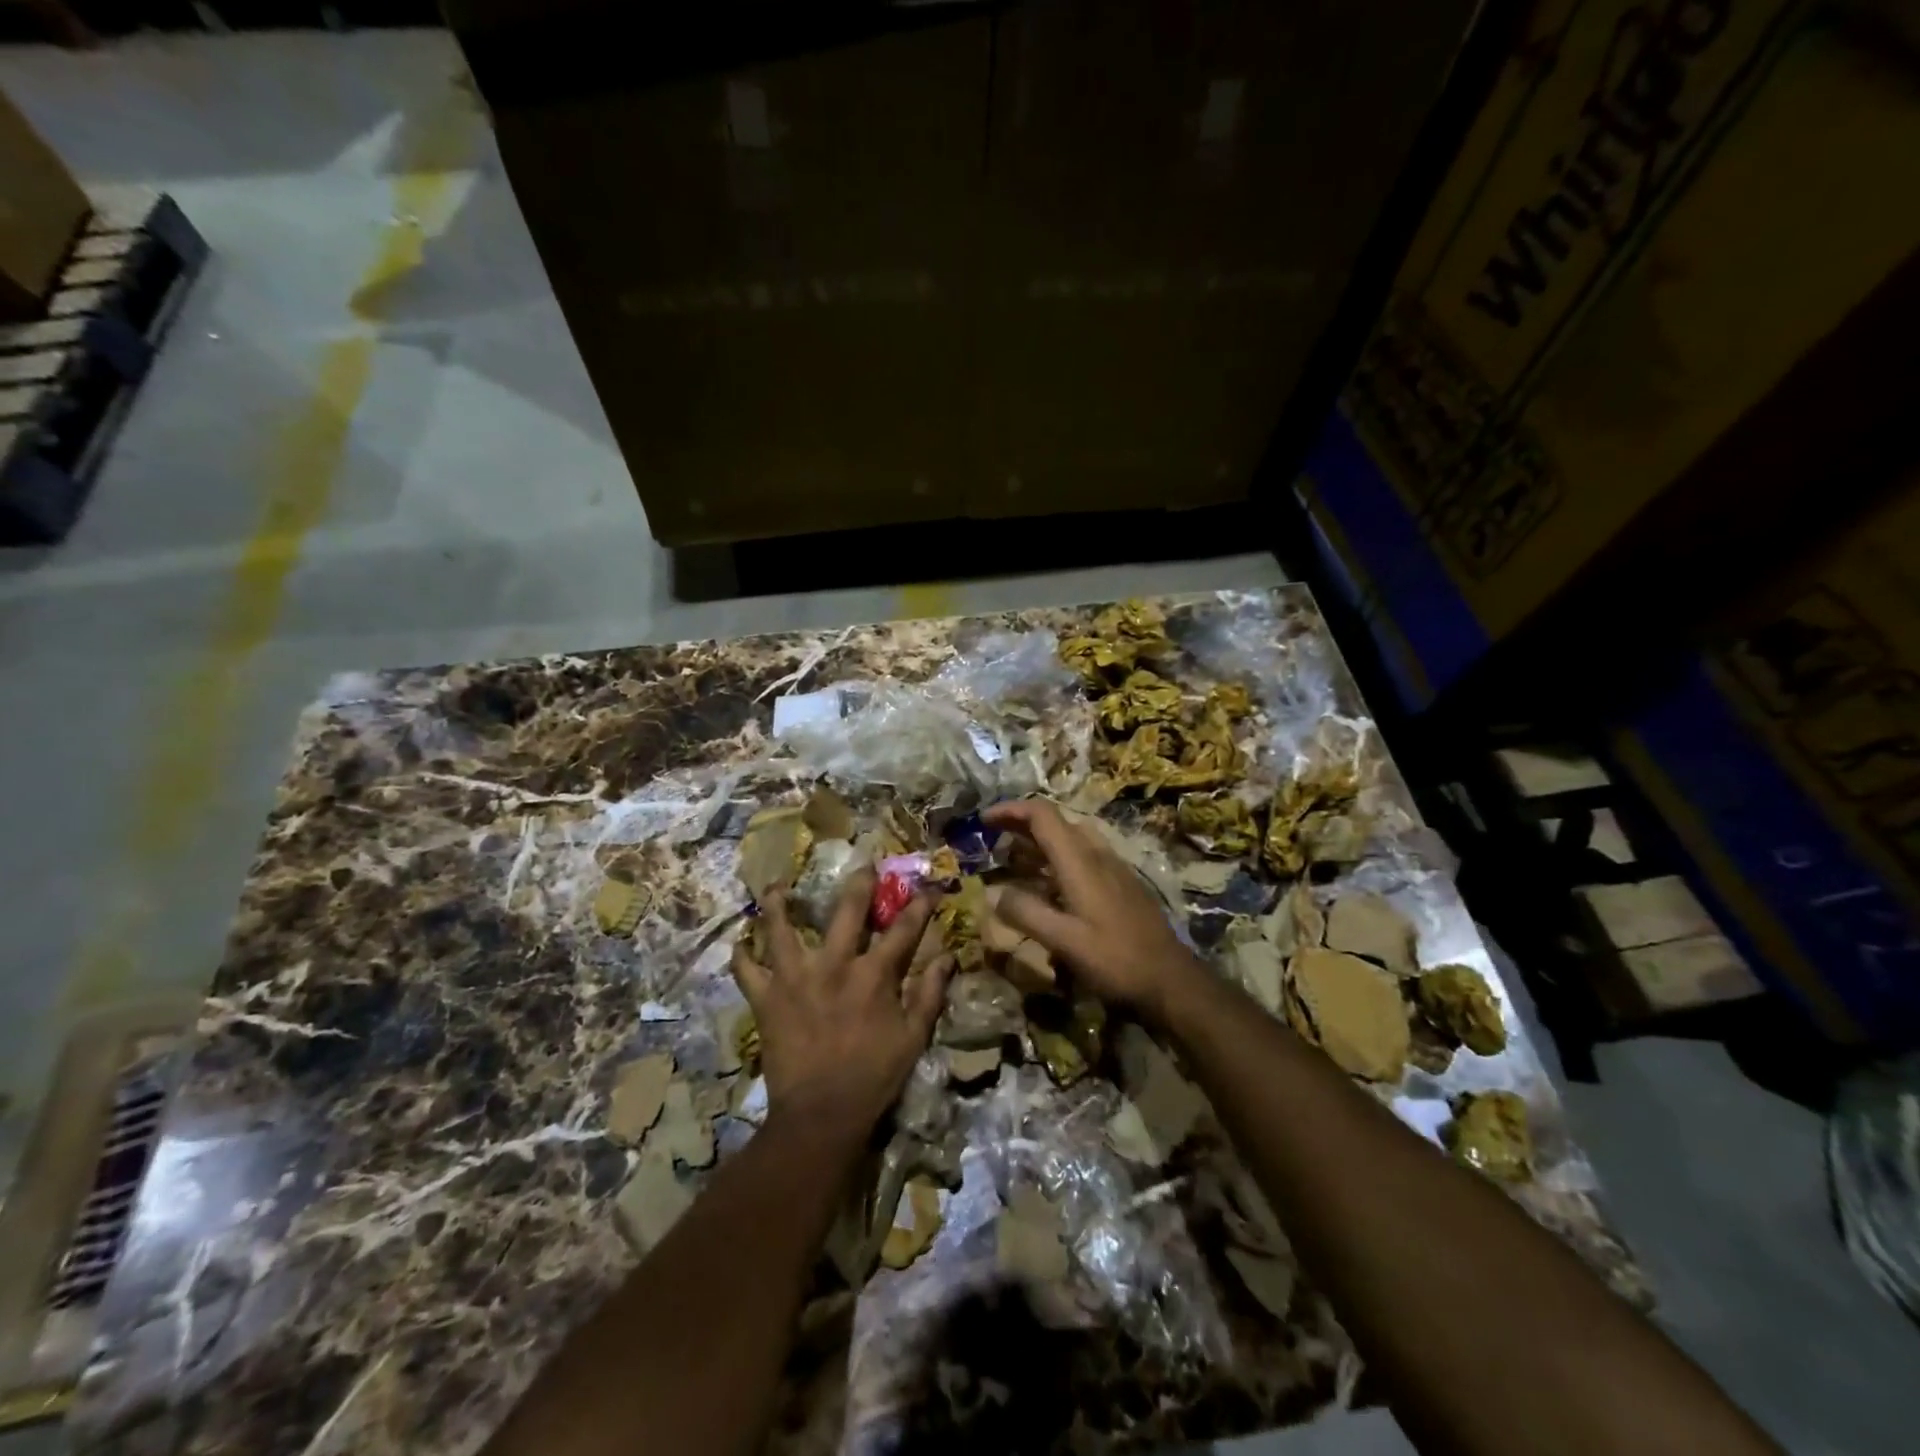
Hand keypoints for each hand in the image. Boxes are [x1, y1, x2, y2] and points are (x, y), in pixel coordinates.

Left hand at [730, 872, 950, 1135]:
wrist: (821, 1115)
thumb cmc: (874, 1077)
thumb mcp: (913, 1038)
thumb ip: (930, 995)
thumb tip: (948, 958)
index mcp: (873, 975)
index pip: (903, 929)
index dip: (919, 905)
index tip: (929, 887)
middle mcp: (834, 965)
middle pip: (847, 910)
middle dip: (859, 883)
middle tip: (864, 864)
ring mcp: (795, 978)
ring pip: (782, 929)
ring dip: (778, 904)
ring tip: (775, 887)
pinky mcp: (766, 999)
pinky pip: (746, 971)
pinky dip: (741, 956)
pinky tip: (740, 943)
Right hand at [983, 799, 1207, 1023]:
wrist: (1171, 979)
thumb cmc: (1116, 959)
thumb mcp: (1065, 941)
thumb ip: (1026, 914)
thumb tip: (994, 893)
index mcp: (1080, 861)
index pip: (1042, 815)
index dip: (1010, 810)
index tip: (984, 820)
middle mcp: (1097, 854)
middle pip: (1056, 822)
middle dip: (1021, 824)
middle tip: (993, 838)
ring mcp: (1112, 868)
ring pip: (1070, 839)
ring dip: (1039, 842)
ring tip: (1012, 860)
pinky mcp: (1121, 884)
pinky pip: (1082, 857)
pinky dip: (1056, 859)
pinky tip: (1047, 885)